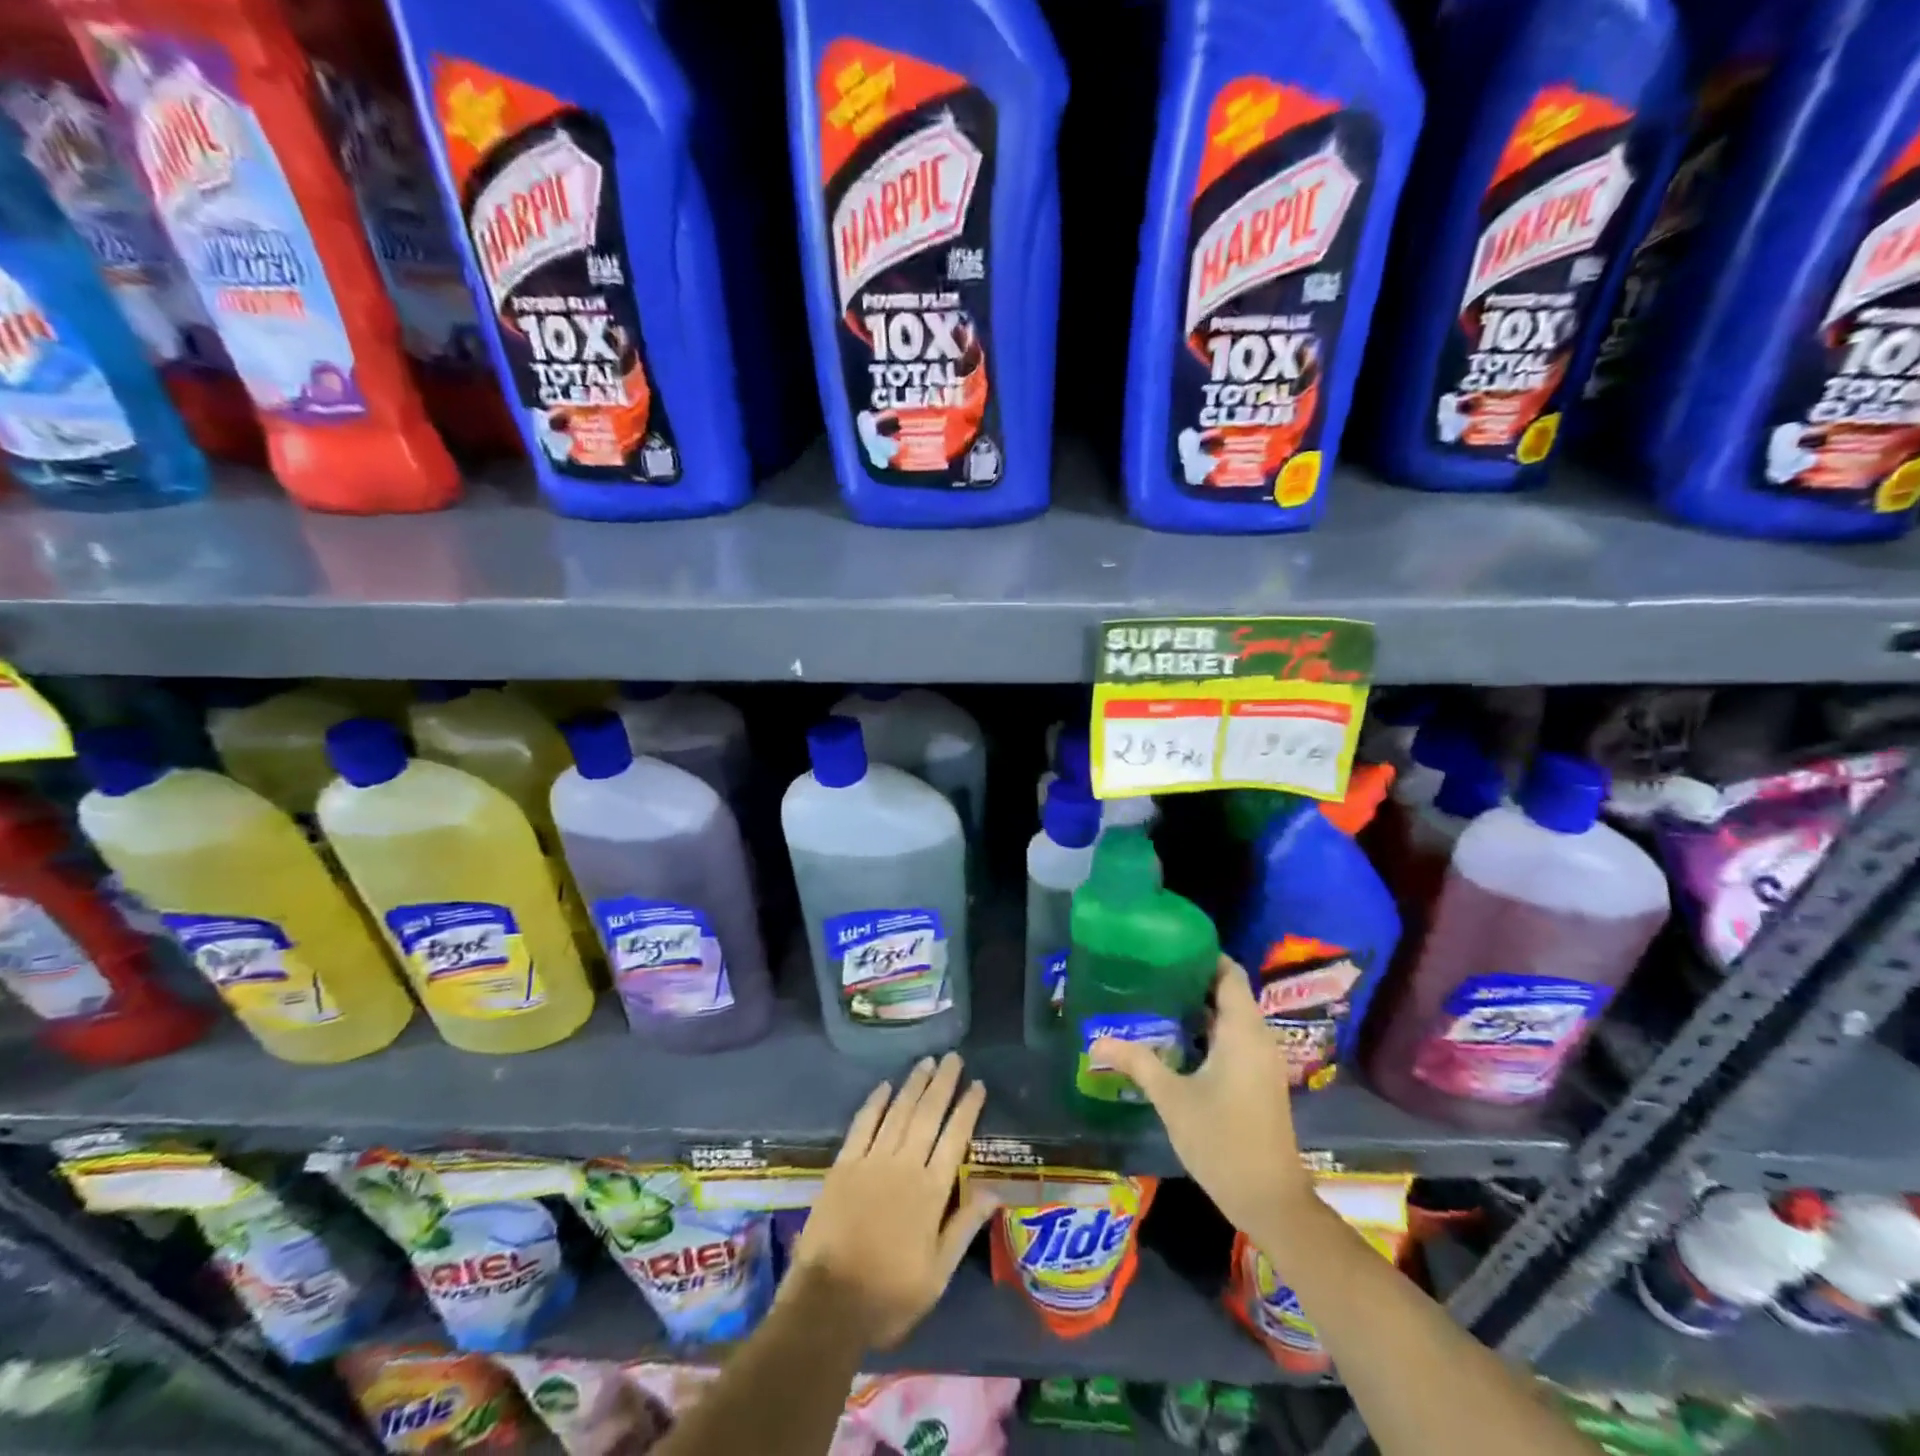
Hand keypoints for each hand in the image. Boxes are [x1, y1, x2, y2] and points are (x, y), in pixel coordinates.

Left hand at [786, 1053, 997, 1349]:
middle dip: (942, 1084)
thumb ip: (964, 1228)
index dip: (967, 1108)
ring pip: (897, 1112)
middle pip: (927, 1115)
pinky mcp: (843, 1166)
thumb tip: (995, 1191)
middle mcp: (904, 1166)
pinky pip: (862, 1125)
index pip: (955, 1138)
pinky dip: (874, 1103)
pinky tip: (884, 1086)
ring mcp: (871, 1162)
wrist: (828, 1305)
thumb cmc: (889, 1296)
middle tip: (953, 1057)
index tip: (977, 1084)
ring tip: (926, 1062)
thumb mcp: (937, 1274)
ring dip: (913, 1085)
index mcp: (931, 1192)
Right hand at [1090, 956, 1316, 1243]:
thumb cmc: (1222, 1140)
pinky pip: (1235, 1039)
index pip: (1229, 973)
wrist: (1270, 1200)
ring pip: (1231, 1018)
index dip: (1203, 955)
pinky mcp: (1259, 1080)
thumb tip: (1096, 1041)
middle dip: (1193, 979)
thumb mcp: (1172, 1098)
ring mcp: (1262, 1061)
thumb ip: (1137, 1062)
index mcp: (1243, 1031)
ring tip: (1155, 998)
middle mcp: (1258, 1038)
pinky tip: (1175, 1039)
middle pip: (1229, 992)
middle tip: (1151, 971)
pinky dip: (1208, 1030)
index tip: (1167, 947)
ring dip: (1199, 1007)